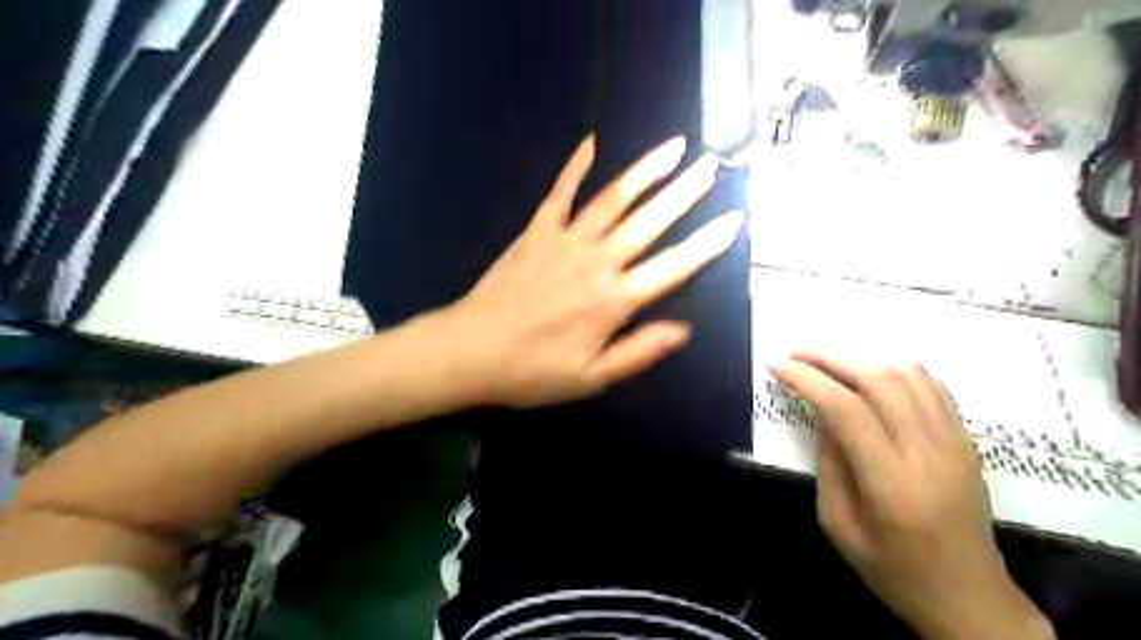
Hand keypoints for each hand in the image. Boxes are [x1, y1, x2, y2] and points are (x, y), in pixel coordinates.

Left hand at [440, 135, 744, 407]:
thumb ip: (639, 352)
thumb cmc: (532, 372)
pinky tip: (591, 143)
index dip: (707, 244)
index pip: (672, 267)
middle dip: (685, 192)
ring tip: (673, 147)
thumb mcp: (591, 378)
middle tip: (712, 165)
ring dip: (645, 171)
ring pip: (613, 199)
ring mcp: (564, 240)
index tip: (735, 219)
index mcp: (613, 301)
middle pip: (649, 221)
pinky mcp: (536, 231)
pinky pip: (560, 193)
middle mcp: (596, 261)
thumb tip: (684, 329)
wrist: (469, 351)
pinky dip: (575, 167)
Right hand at [766, 355, 1049, 639]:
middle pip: (878, 380)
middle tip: (796, 354)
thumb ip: (829, 464)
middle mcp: (928, 452)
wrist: (970, 598)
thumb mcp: (839, 525)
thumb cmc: (894, 570)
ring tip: (828, 362)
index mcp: (891, 482)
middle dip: (829, 358)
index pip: (846, 409)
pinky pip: (932, 386)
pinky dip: (896, 369)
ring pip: (908, 374)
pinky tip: (871, 374)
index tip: (777, 365)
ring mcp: (955, 442)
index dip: (807, 379)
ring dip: (861, 358)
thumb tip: (823, 415)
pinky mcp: (967, 441)